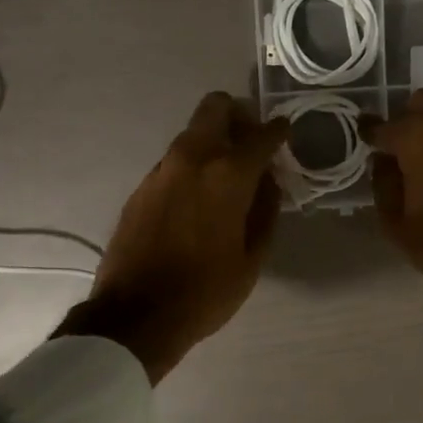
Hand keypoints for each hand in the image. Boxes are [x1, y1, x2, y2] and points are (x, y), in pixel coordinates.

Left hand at [57, 92, 288, 381]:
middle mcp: (192, 159)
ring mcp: (161, 170)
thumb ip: (266, 212)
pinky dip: (193, 166)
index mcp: (227, 175)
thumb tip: (270, 183)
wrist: (136, 315)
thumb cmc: (205, 292)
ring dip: (214, 141)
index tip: (286, 133)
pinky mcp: (141, 187)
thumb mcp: (251, 259)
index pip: (261, 134)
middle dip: (239, 116)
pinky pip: (174, 160)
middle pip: (215, 107)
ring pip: (192, 133)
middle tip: (252, 144)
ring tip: (228, 176)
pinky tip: (199, 199)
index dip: (278, 131)